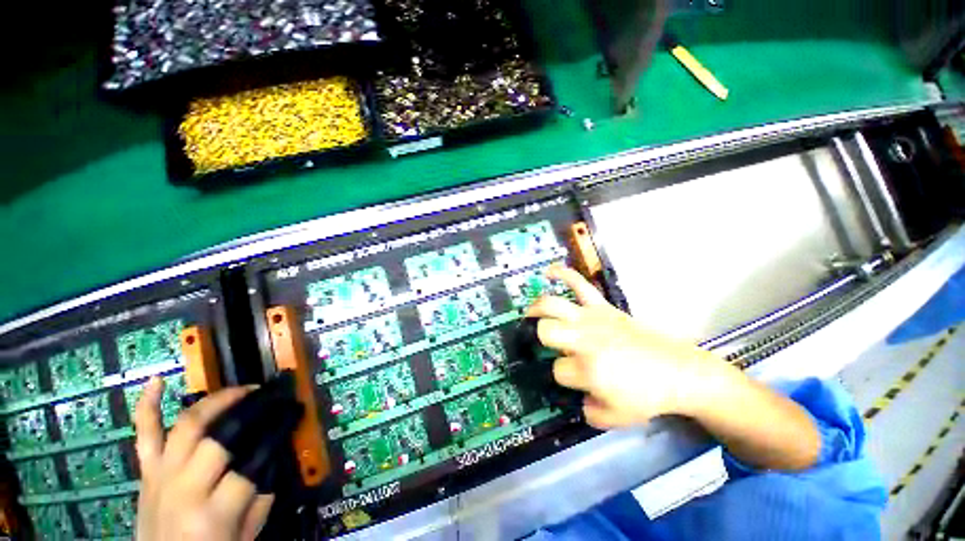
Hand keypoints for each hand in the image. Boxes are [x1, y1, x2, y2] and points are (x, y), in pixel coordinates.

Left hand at [135, 378, 273, 540]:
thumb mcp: (246, 535)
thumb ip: (262, 497)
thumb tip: (275, 455)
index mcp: (213, 512)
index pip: (253, 460)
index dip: (277, 432)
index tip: (293, 414)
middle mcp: (184, 487)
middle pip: (219, 435)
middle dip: (250, 409)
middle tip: (270, 396)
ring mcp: (160, 475)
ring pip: (186, 425)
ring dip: (215, 401)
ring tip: (239, 389)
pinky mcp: (146, 472)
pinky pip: (144, 433)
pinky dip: (147, 405)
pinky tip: (156, 380)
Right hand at [527, 265, 725, 428]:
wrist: (679, 371)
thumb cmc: (647, 396)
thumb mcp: (615, 418)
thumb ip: (588, 412)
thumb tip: (576, 397)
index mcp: (587, 370)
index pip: (557, 370)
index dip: (563, 376)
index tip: (574, 379)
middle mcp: (584, 340)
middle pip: (546, 331)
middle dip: (542, 339)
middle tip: (546, 343)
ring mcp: (592, 318)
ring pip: (553, 305)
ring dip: (537, 307)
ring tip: (529, 312)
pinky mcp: (602, 306)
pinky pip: (580, 283)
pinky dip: (563, 274)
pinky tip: (549, 272)